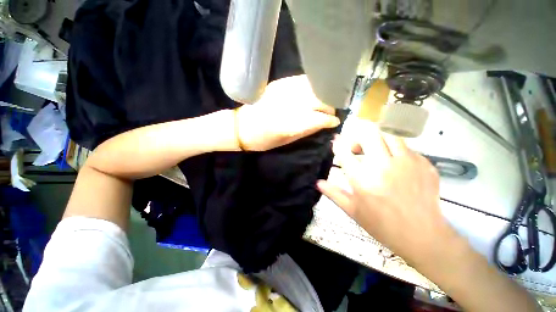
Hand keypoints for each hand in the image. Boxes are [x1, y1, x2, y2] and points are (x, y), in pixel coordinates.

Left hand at [235, 75, 339, 150]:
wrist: (241, 126)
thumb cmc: (263, 140)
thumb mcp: (286, 141)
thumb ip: (306, 131)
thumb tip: (323, 124)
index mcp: (290, 124)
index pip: (319, 118)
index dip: (330, 120)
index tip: (335, 121)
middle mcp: (288, 105)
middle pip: (318, 100)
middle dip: (329, 106)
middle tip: (331, 112)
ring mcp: (283, 91)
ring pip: (312, 88)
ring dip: (322, 94)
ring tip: (326, 100)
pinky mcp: (277, 84)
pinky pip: (300, 80)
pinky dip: (311, 85)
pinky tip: (314, 90)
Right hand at [317, 121, 458, 266]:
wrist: (422, 236)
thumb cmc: (382, 225)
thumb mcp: (353, 210)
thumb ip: (334, 193)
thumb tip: (318, 182)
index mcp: (363, 179)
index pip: (345, 153)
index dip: (337, 144)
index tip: (335, 141)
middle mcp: (383, 166)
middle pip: (368, 136)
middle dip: (358, 137)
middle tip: (355, 147)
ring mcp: (406, 163)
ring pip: (389, 135)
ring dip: (377, 139)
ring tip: (375, 150)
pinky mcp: (424, 164)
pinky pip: (406, 148)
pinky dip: (395, 151)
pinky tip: (395, 163)